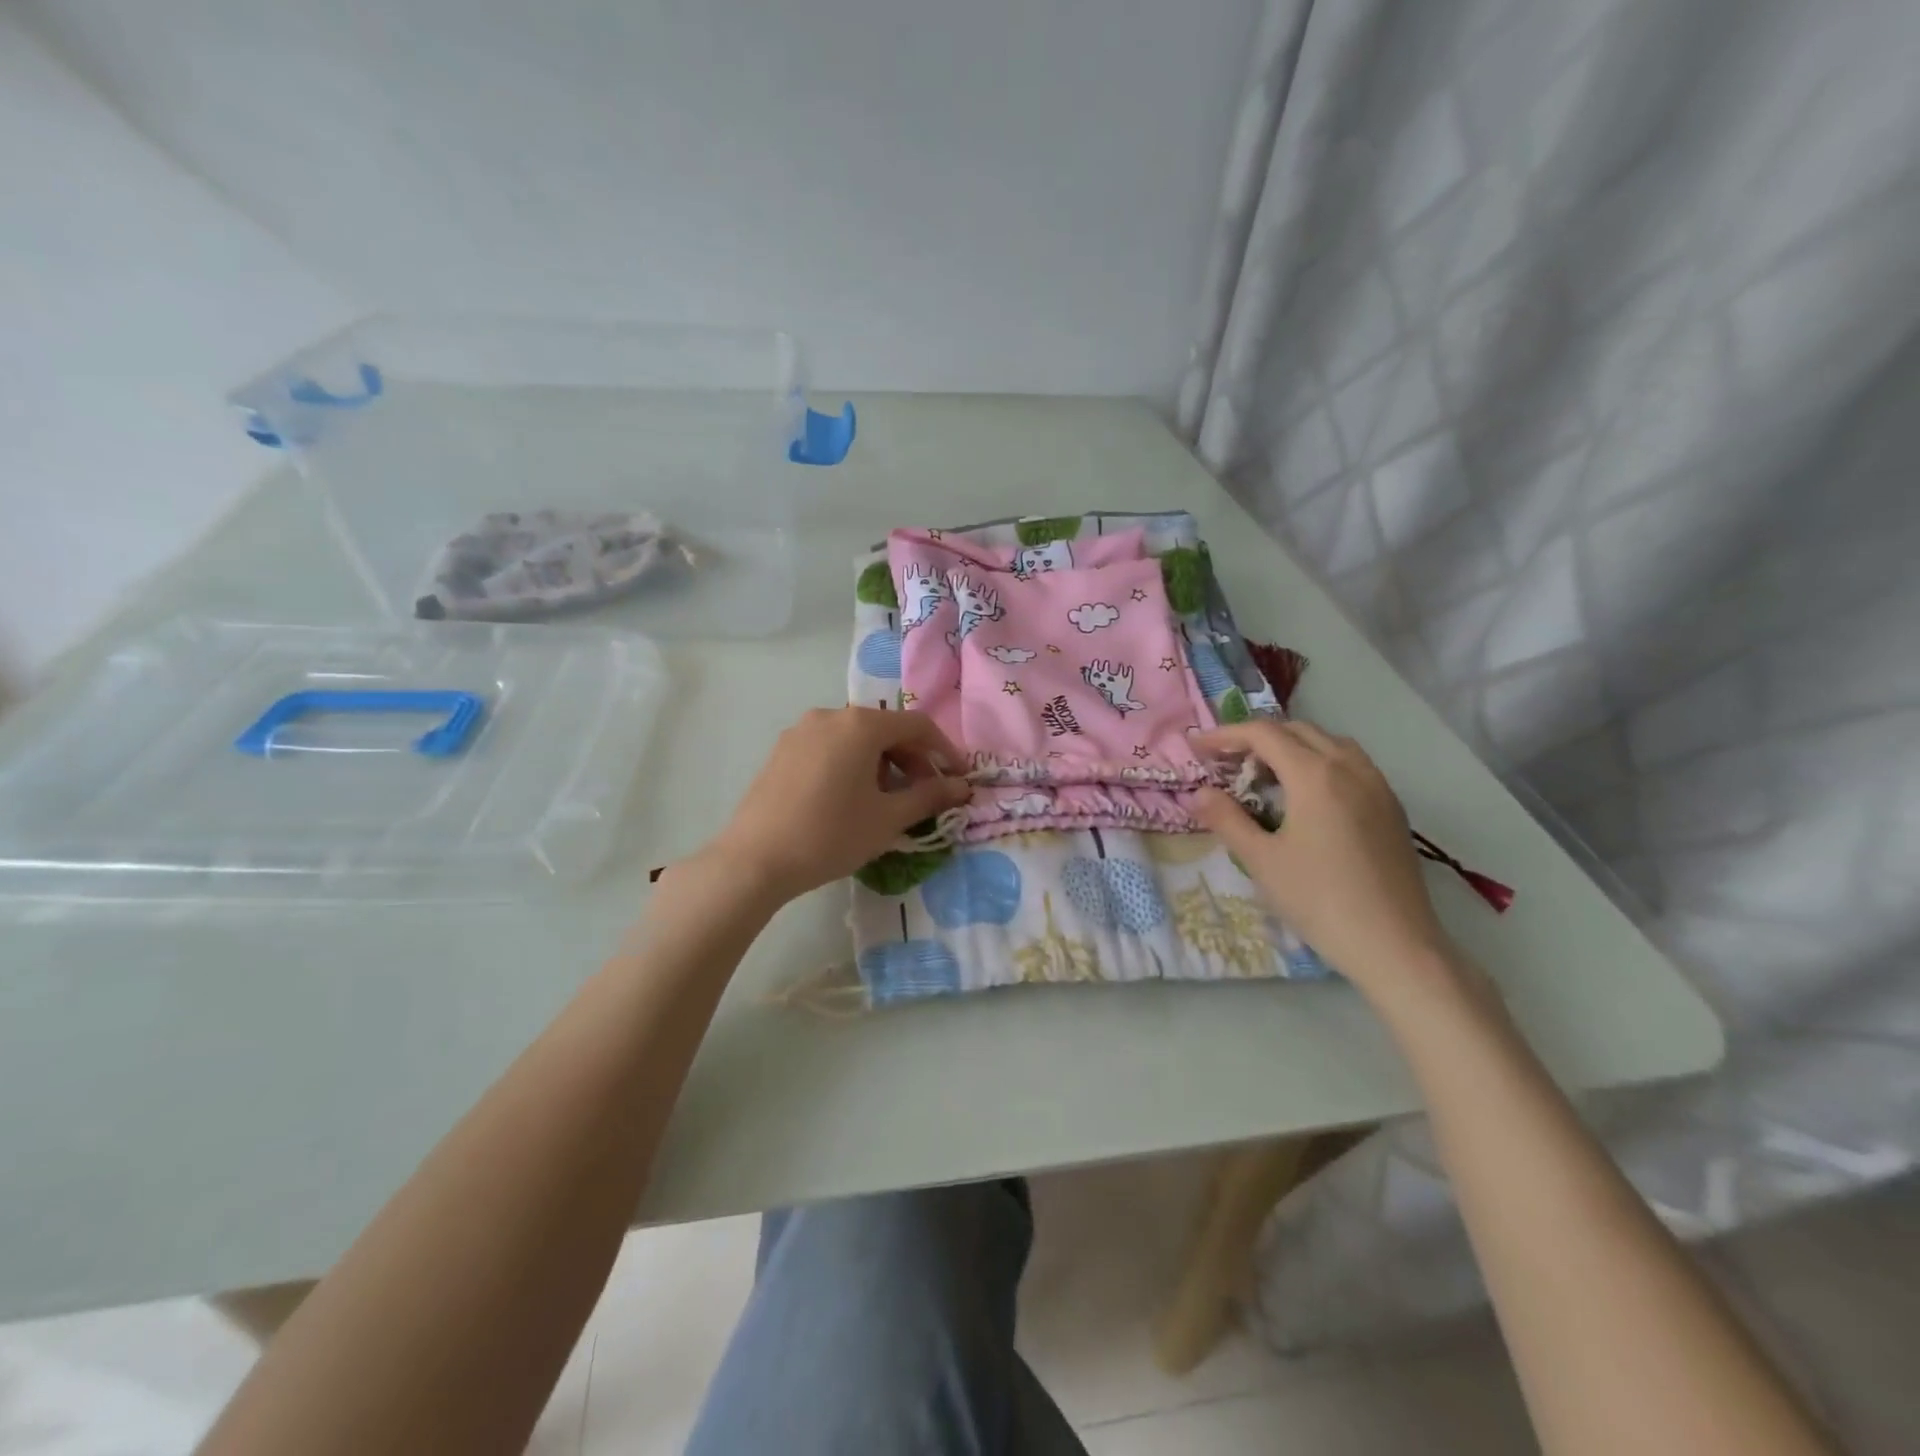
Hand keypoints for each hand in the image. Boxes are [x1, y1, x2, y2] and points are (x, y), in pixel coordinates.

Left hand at [704, 707, 971, 902]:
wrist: (754, 860)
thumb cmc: (830, 834)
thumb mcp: (888, 818)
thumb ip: (929, 796)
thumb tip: (963, 787)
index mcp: (860, 724)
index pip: (917, 725)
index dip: (944, 750)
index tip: (958, 778)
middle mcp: (830, 716)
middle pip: (885, 729)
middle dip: (912, 759)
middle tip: (926, 794)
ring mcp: (801, 731)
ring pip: (856, 739)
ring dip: (883, 764)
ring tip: (888, 801)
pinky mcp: (782, 751)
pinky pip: (830, 748)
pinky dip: (852, 765)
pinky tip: (851, 799)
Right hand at [1192, 720, 1454, 995]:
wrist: (1394, 945)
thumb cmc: (1319, 900)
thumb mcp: (1261, 860)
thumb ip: (1227, 819)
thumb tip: (1199, 793)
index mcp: (1315, 775)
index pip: (1263, 734)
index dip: (1226, 735)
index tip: (1197, 747)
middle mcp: (1349, 767)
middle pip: (1297, 731)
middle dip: (1257, 738)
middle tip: (1227, 762)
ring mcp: (1377, 785)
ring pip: (1329, 743)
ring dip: (1291, 746)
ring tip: (1266, 774)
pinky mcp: (1391, 807)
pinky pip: (1351, 763)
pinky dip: (1320, 762)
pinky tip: (1307, 795)